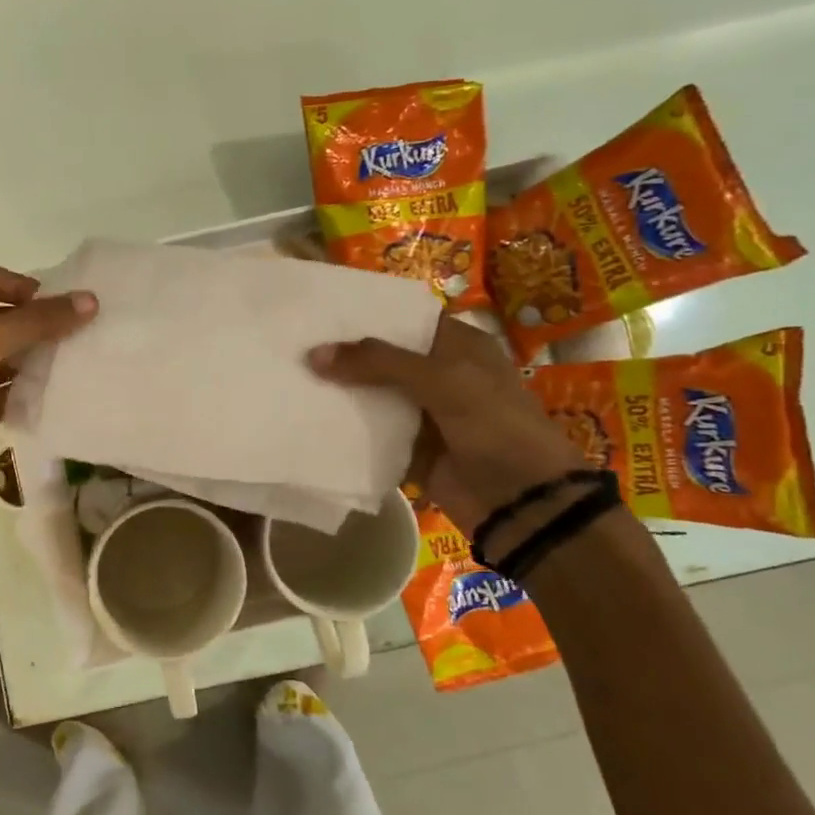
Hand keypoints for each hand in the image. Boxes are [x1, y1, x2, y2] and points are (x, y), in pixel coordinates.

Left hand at [0, 266, 96, 528]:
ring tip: (84, 360)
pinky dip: (30, 395)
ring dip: (40, 361)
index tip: (64, 301)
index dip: (24, 286)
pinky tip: (63, 395)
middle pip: (2, 322)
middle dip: (40, 325)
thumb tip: (90, 301)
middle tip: (87, 331)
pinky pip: (6, 398)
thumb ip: (36, 321)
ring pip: (7, 362)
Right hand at [308, 316, 583, 536]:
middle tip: (296, 344)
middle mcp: (441, 375)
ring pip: (374, 396)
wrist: (522, 502)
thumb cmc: (494, 426)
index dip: (368, 315)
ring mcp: (425, 414)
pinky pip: (372, 434)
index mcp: (460, 347)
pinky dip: (347, 429)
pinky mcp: (411, 450)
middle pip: (384, 358)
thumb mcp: (442, 380)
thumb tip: (314, 354)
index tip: (322, 312)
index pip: (407, 320)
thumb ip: (378, 363)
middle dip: (346, 354)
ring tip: (292, 376)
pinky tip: (309, 417)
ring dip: (341, 391)